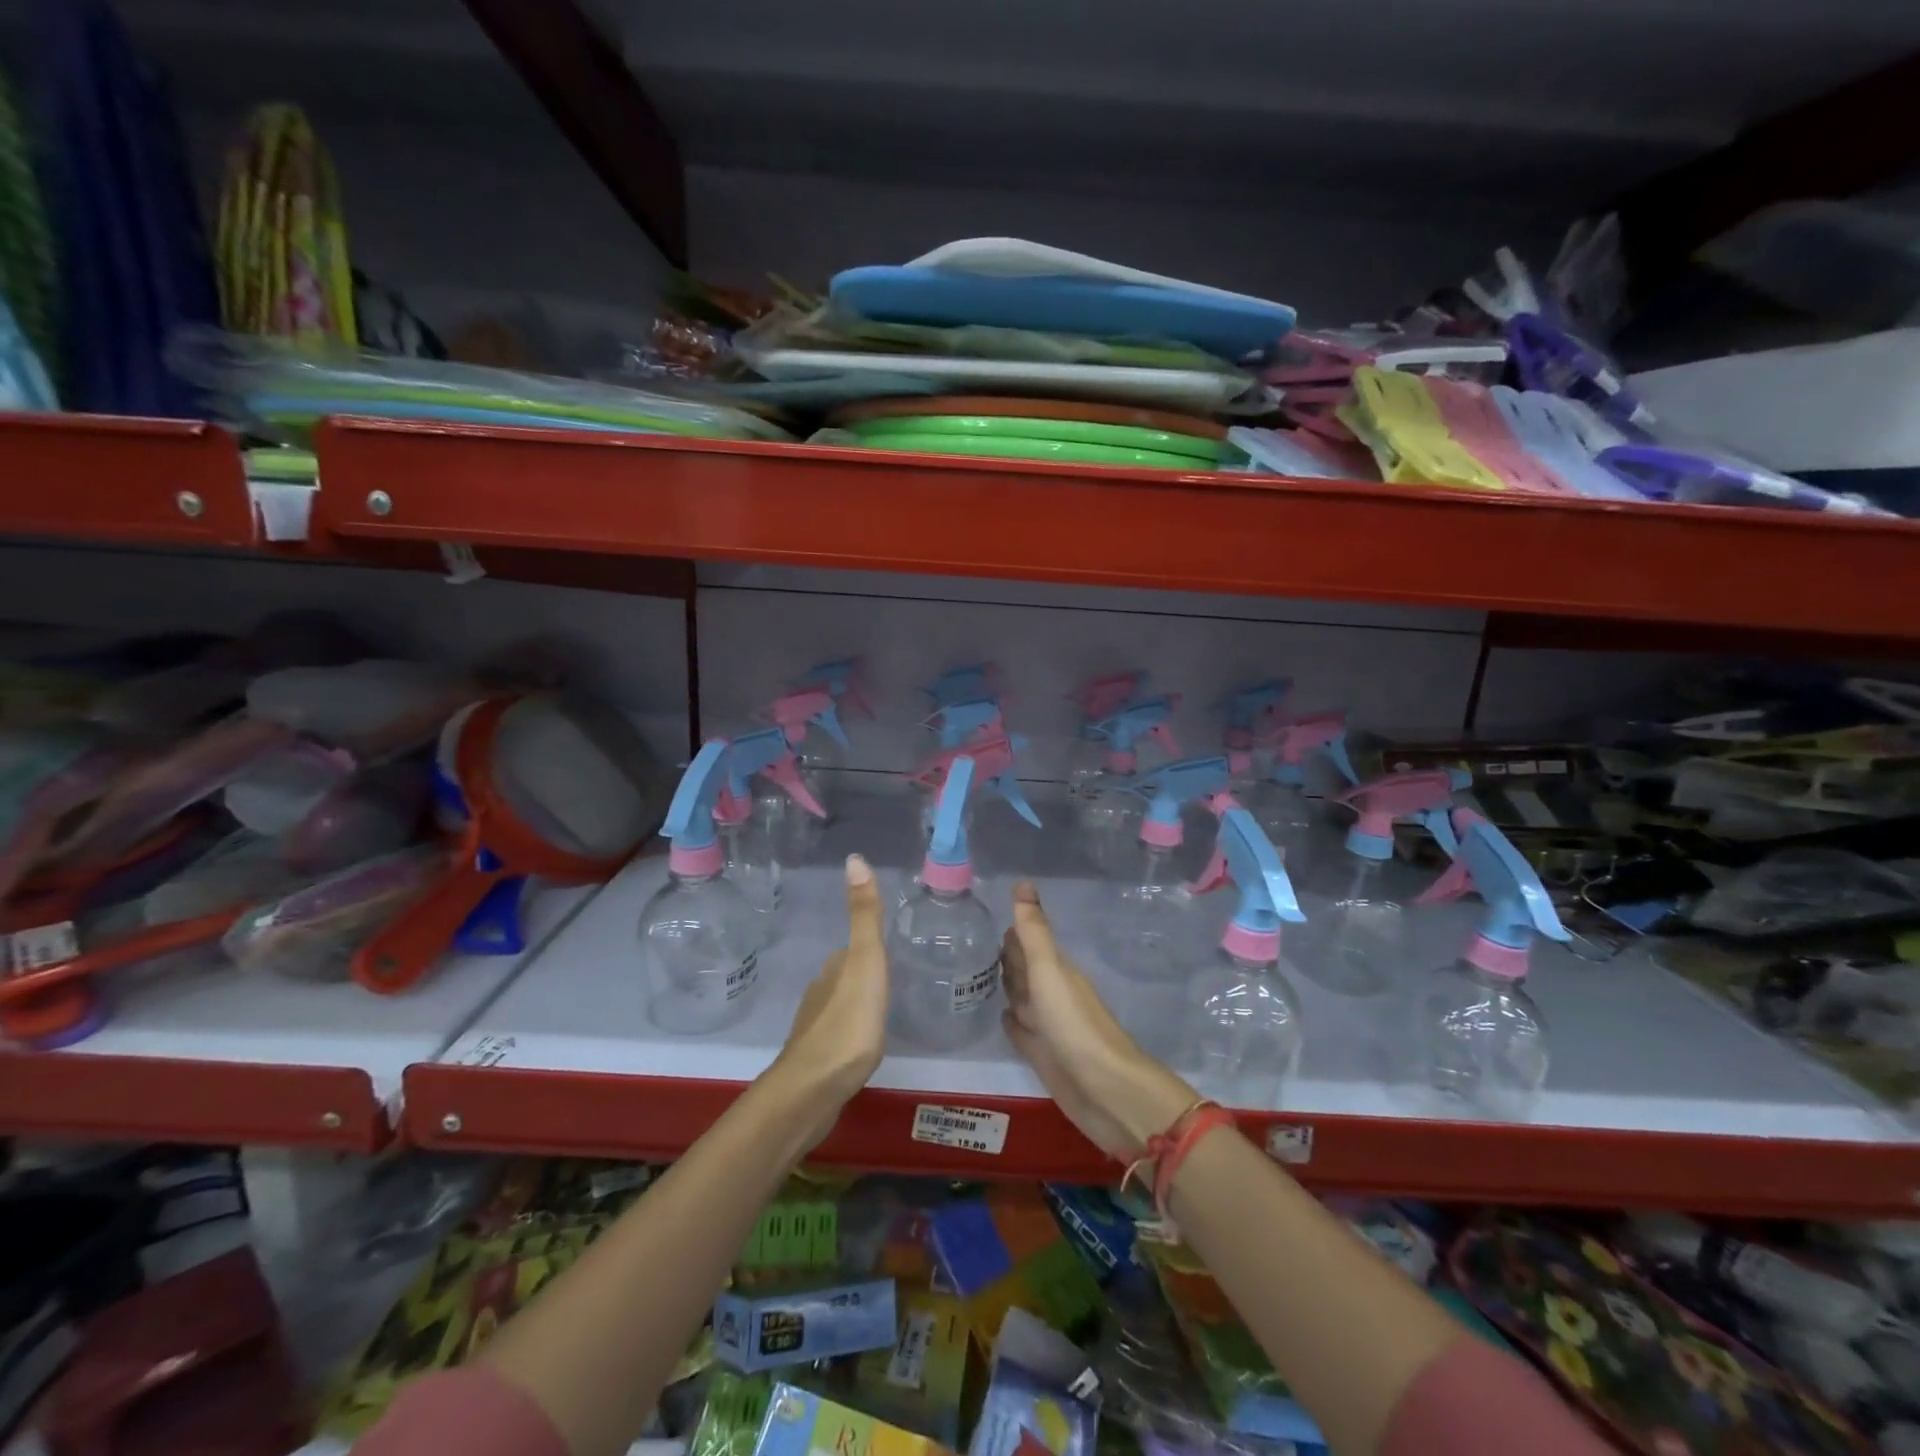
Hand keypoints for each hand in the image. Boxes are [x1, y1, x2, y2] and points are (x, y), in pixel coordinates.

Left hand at [769, 854, 888, 1145]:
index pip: (852, 949)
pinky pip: (838, 1035)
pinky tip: (864, 1043)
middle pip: (844, 975)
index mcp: (834, 969)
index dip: (869, 947)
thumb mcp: (866, 962)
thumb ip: (865, 916)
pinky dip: (851, 1031)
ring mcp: (816, 1028)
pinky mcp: (818, 1059)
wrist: (814, 1089)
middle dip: (863, 974)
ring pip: (839, 1004)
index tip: (889, 950)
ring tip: (882, 1009)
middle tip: (893, 978)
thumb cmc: (848, 1022)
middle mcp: (820, 992)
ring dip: (856, 1003)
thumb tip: (854, 857)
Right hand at [1000, 882, 1194, 1160]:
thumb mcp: (1050, 971)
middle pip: (1025, 969)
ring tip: (977, 974)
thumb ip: (1034, 932)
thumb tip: (1023, 883)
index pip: (1028, 943)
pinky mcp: (1043, 1055)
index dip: (1012, 930)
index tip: (986, 914)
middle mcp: (1052, 994)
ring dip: (1006, 986)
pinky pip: (1022, 1031)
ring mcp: (1049, 1026)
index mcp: (1056, 971)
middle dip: (1006, 956)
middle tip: (974, 942)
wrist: (1106, 1090)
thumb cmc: (1075, 1025)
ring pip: (1022, 998)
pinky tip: (999, 1016)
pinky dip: (1010, 1021)